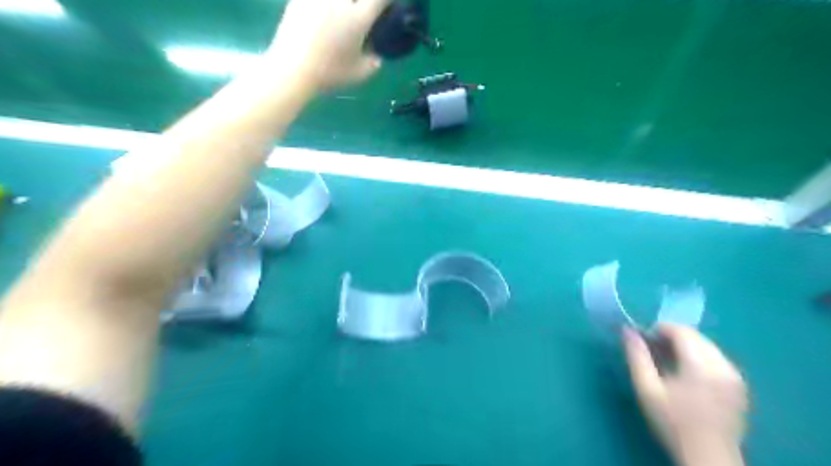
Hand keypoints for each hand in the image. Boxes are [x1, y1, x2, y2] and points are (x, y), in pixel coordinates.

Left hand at [271, 1, 392, 89]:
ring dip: (344, 4)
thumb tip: (377, 57)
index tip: (386, 7)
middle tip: (363, 10)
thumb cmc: (329, 73)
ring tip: (344, 10)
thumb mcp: (358, 74)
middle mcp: (341, 1)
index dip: (386, 2)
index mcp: (359, 18)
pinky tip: (323, 13)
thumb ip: (372, 63)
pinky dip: (322, 6)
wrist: (293, 68)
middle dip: (364, 2)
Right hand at [628, 324, 750, 465]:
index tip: (644, 341)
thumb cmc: (672, 422)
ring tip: (669, 363)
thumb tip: (628, 330)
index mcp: (701, 366)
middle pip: (695, 336)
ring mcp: (735, 376)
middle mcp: (724, 366)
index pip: (681, 331)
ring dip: (686, 346)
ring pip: (707, 346)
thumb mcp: (646, 389)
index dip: (659, 329)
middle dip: (672, 337)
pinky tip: (688, 375)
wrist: (707, 458)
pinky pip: (717, 359)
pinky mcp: (740, 386)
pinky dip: (699, 357)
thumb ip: (637, 356)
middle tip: (653, 351)